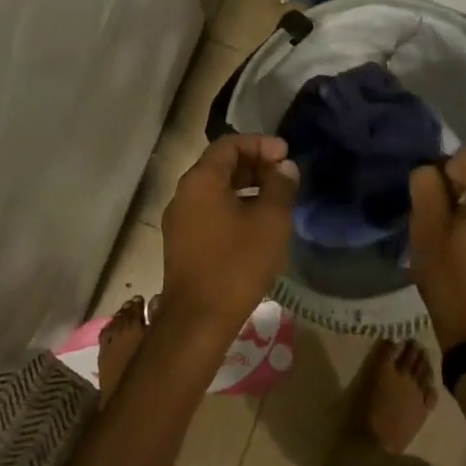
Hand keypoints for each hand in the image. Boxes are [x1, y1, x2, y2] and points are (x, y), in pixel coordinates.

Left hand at [160, 134, 298, 342]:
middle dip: (254, 165)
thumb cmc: (236, 264)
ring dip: (245, 187)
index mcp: (201, 180)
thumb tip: (284, 167)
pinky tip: (255, 226)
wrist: (197, 322)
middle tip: (283, 176)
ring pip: (215, 190)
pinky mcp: (181, 244)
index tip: (286, 155)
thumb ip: (280, 187)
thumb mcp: (270, 221)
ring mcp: (179, 220)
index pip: (229, 144)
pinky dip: (233, 207)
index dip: (260, 144)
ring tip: (275, 200)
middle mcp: (184, 193)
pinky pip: (209, 211)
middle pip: (220, 165)